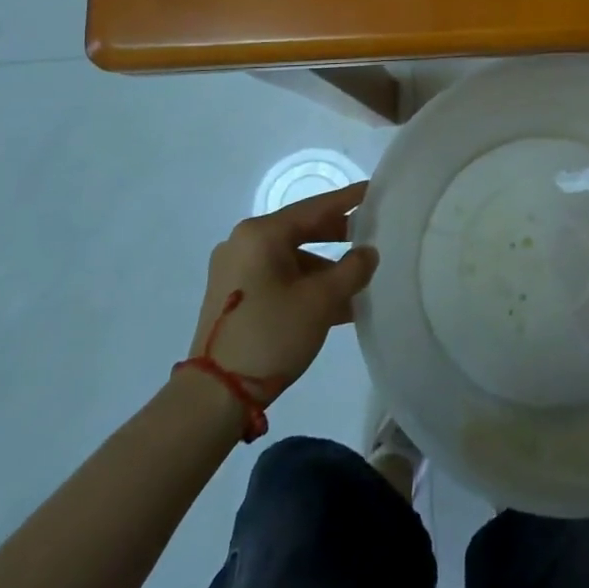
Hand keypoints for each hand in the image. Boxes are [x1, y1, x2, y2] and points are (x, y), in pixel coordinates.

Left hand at [190, 183, 378, 395]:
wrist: (214, 396)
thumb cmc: (271, 334)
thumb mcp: (322, 300)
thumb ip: (352, 269)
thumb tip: (368, 253)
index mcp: (260, 234)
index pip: (315, 207)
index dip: (348, 200)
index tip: (374, 190)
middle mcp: (243, 243)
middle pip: (301, 230)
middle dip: (338, 236)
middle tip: (371, 234)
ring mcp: (234, 271)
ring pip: (291, 258)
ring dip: (324, 269)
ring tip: (358, 281)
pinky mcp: (232, 297)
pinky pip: (278, 278)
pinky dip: (305, 285)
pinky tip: (335, 304)